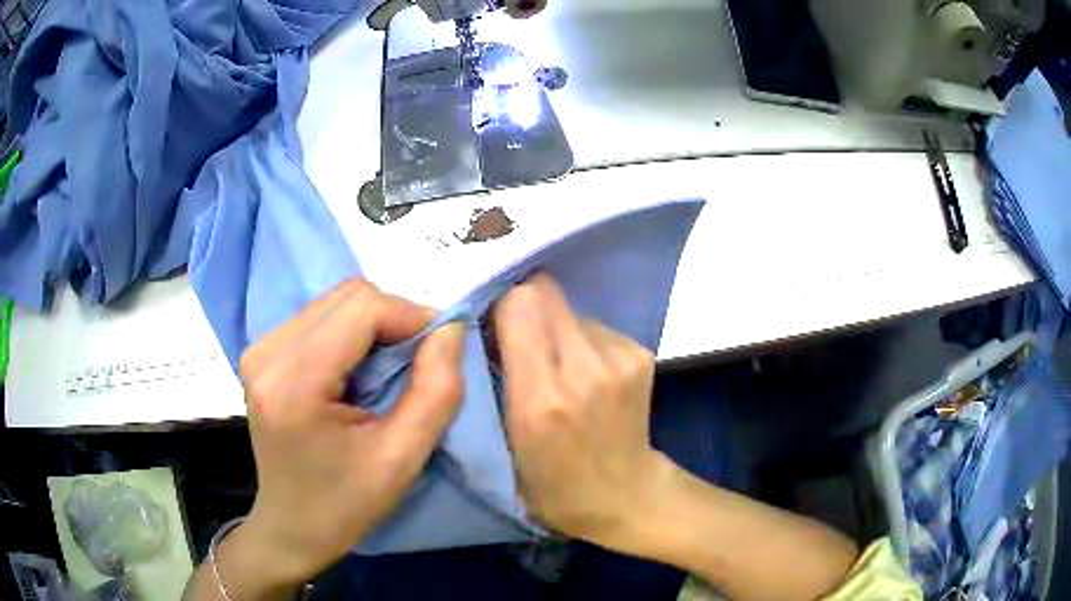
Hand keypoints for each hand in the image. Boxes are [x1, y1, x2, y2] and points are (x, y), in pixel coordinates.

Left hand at [233, 278, 463, 584]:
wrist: (291, 526)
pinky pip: (320, 316)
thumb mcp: (402, 460)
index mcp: (294, 384)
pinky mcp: (262, 352)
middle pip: (348, 296)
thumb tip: (450, 329)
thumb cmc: (345, 505)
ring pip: (336, 301)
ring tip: (388, 372)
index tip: (441, 352)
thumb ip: (435, 391)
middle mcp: (268, 353)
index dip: (412, 317)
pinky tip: (358, 372)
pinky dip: (352, 332)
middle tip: (417, 364)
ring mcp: (260, 349)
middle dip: (395, 319)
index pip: (362, 308)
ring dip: (374, 325)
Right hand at [492, 274, 675, 551]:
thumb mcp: (506, 445)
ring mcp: (620, 360)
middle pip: (545, 294)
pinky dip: (583, 341)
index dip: (501, 306)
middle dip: (526, 307)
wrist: (627, 496)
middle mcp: (585, 371)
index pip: (519, 306)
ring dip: (556, 328)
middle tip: (520, 339)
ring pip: (571, 310)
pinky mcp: (640, 355)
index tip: (492, 324)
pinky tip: (587, 374)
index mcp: (541, 400)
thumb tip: (492, 328)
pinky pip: (596, 326)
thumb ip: (497, 383)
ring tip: (558, 366)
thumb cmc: (555, 486)